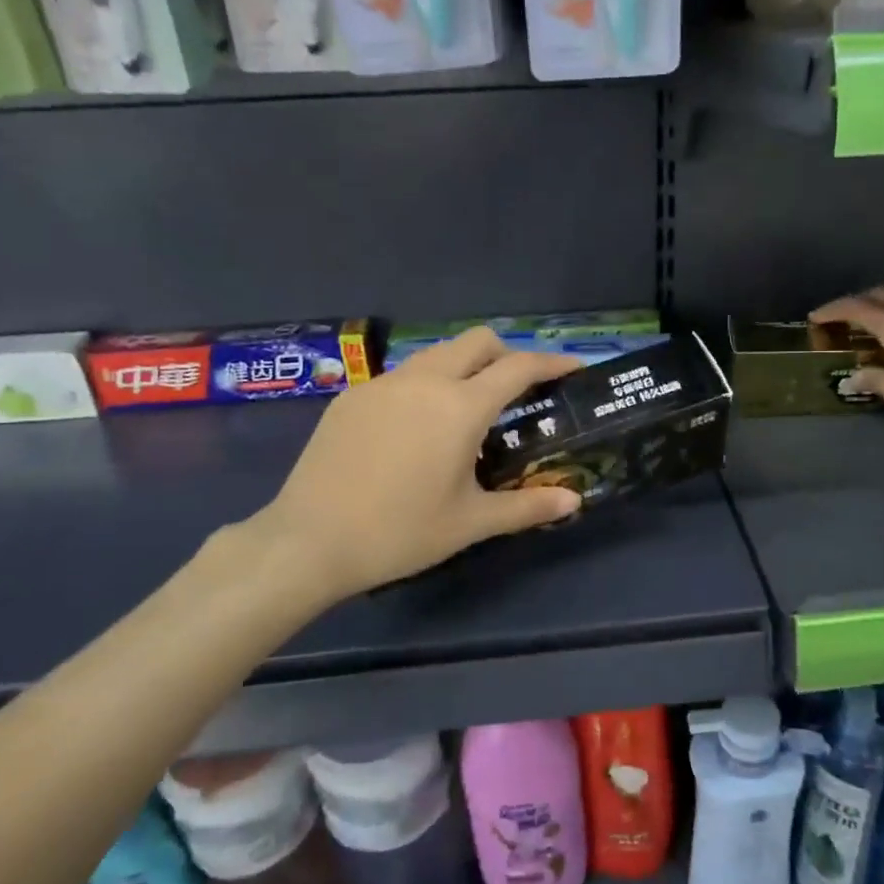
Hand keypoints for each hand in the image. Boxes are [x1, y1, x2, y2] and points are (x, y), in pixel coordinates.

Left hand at [247, 329, 584, 601]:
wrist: (309, 541)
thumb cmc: (400, 533)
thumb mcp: (470, 522)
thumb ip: (527, 507)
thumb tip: (573, 500)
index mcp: (460, 407)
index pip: (519, 367)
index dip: (553, 362)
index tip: (575, 368)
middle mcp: (424, 381)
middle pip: (477, 341)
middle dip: (507, 354)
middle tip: (519, 391)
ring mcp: (383, 384)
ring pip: (437, 354)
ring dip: (464, 367)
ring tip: (468, 411)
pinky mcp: (351, 396)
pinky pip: (402, 376)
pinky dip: (425, 386)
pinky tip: (416, 430)